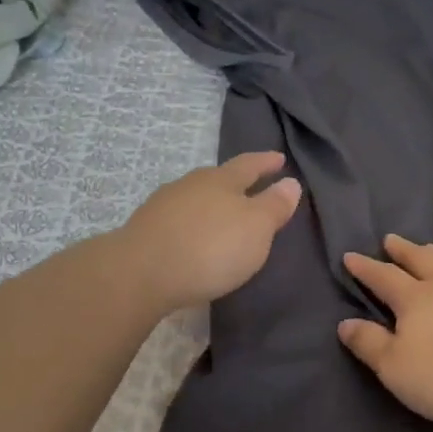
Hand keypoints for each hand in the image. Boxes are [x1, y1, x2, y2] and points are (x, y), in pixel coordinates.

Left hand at [118, 152, 302, 310]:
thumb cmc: (210, 248)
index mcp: (221, 180)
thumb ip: (274, 205)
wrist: (141, 273)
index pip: (249, 164)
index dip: (266, 162)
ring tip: (221, 216)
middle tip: (250, 187)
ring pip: (194, 198)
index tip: (279, 158)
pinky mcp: (145, 229)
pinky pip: (177, 220)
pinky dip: (190, 225)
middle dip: (234, 182)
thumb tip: (291, 182)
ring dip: (209, 204)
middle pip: (217, 178)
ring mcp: (163, 206)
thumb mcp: (256, 228)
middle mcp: (190, 185)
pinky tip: (192, 237)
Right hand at [338, 236, 432, 429]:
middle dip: (402, 250)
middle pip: (421, 259)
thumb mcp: (395, 369)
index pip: (383, 277)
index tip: (350, 256)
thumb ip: (369, 344)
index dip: (365, 267)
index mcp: (415, 299)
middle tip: (391, 239)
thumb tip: (344, 323)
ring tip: (432, 249)